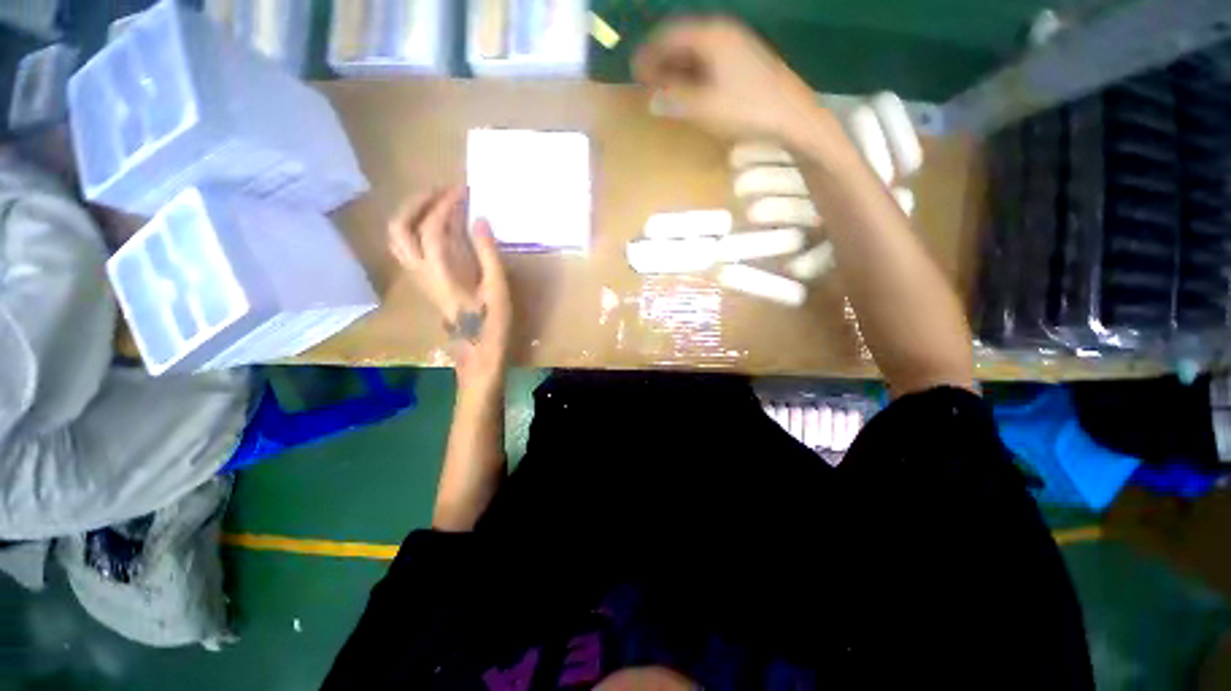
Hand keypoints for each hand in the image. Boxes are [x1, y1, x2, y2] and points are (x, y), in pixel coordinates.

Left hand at [388, 187, 511, 386]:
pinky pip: (408, 247)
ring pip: (397, 239)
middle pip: (399, 229)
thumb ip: (488, 253)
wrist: (478, 352)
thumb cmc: (492, 323)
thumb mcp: (497, 288)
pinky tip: (438, 226)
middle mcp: (421, 272)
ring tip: (436, 203)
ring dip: (411, 214)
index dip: (445, 206)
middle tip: (440, 191)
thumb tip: (480, 220)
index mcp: (440, 274)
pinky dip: (416, 228)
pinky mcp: (425, 282)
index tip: (463, 192)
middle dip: (416, 203)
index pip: (431, 229)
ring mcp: (419, 278)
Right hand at [633, 17, 823, 140]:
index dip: (650, 53)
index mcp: (711, 35)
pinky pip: (711, 61)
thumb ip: (674, 100)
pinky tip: (690, 92)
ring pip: (698, 51)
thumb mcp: (703, 106)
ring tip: (665, 90)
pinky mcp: (746, 62)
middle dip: (663, 60)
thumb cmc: (745, 109)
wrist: (792, 117)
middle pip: (684, 40)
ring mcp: (738, 46)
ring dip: (678, 68)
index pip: (671, 34)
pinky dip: (695, 74)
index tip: (635, 72)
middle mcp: (724, 32)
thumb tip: (651, 98)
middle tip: (647, 82)